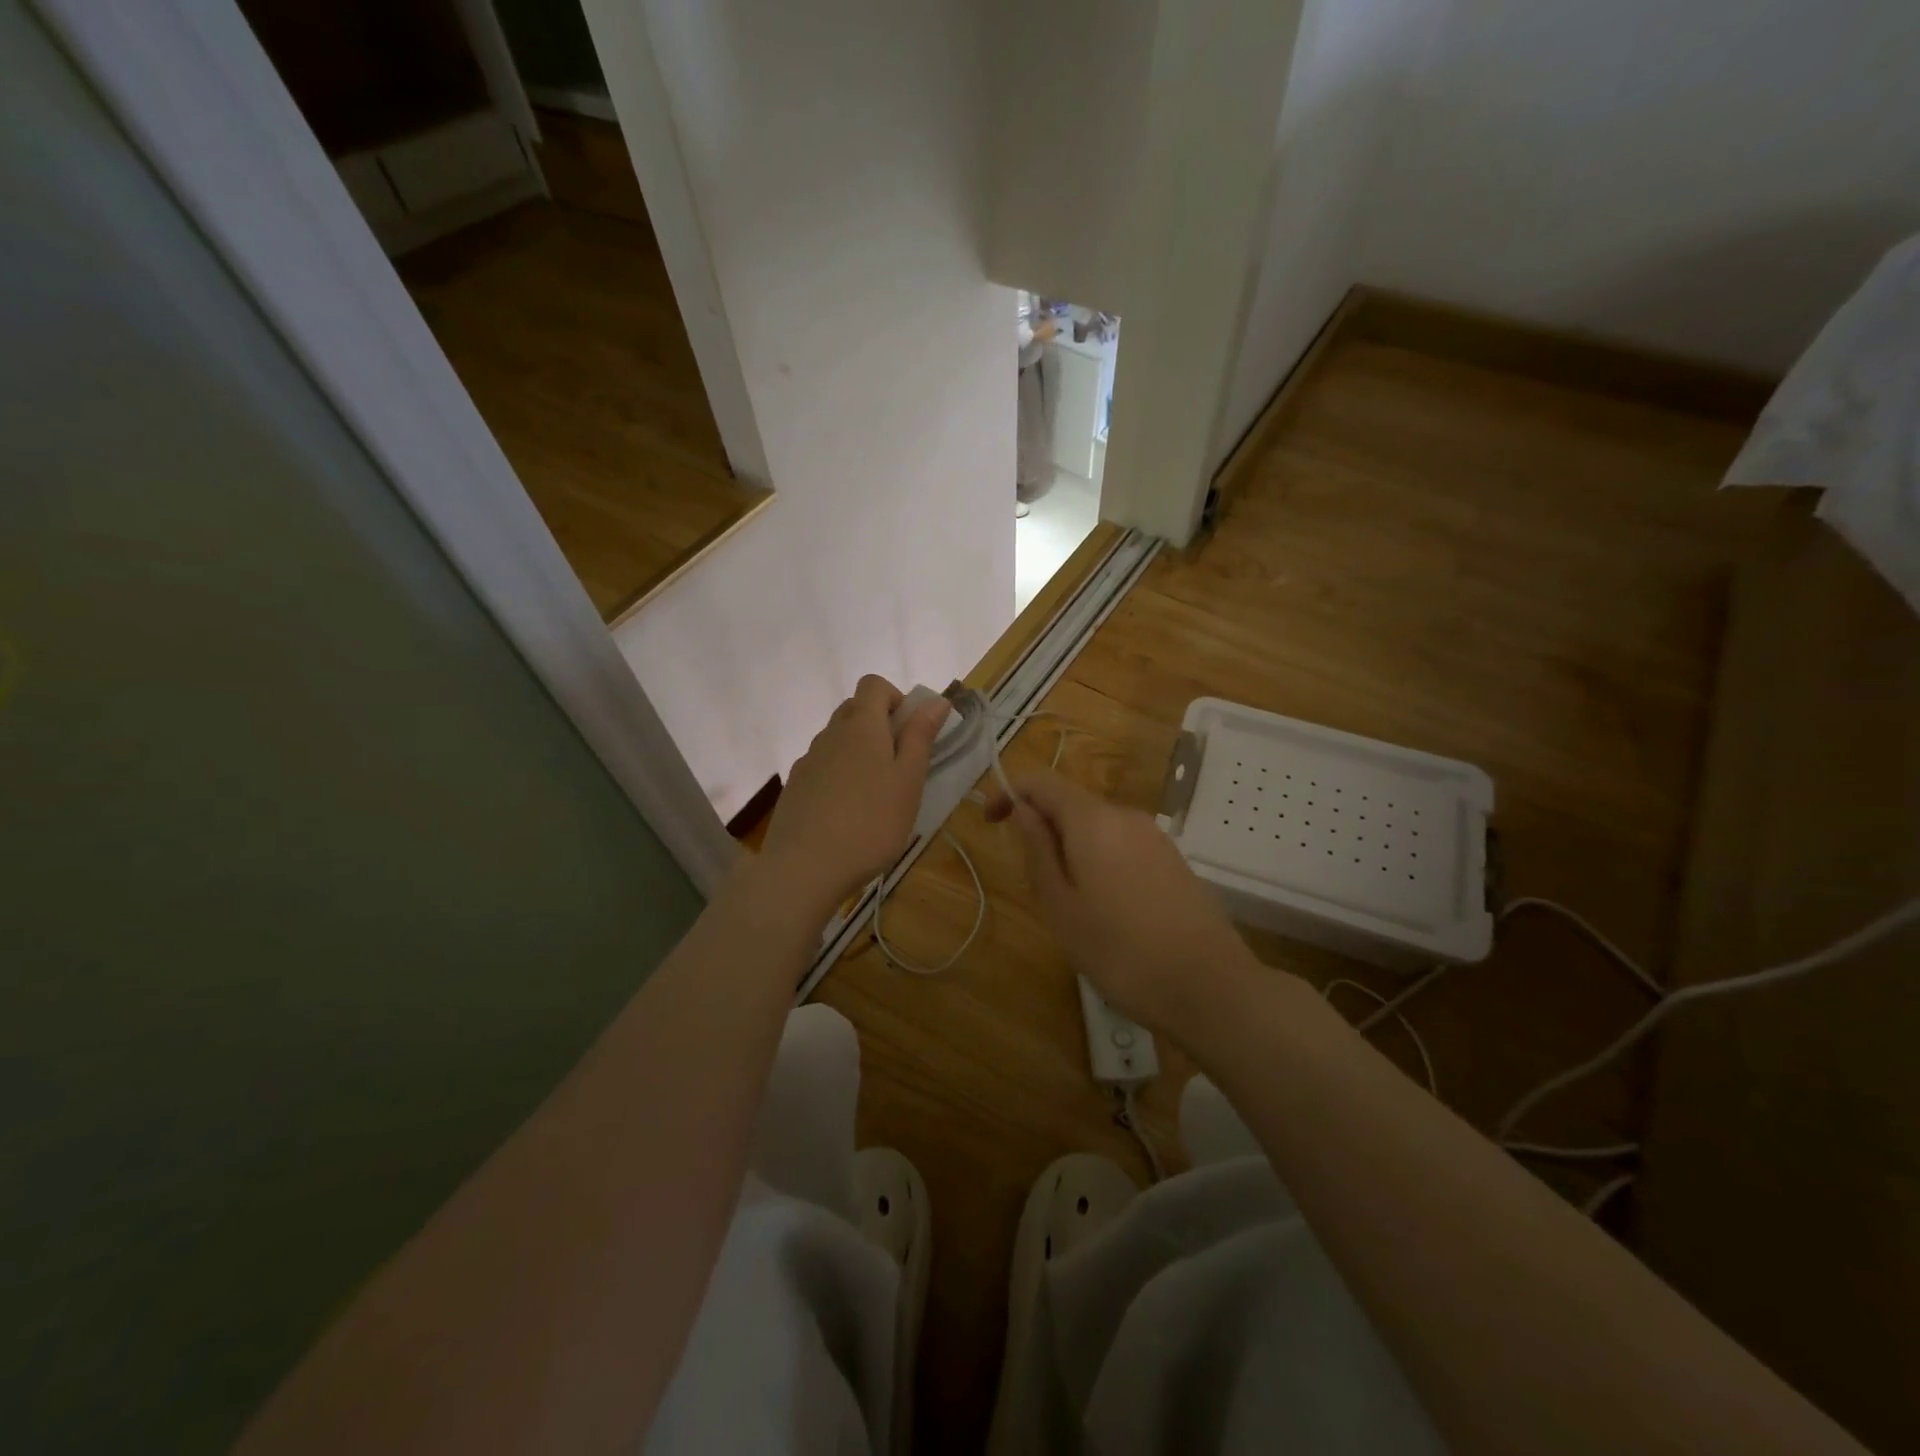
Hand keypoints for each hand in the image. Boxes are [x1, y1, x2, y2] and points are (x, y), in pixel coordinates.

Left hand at [757, 676, 948, 918]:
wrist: (804, 868)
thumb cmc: (871, 823)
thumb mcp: (908, 781)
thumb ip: (921, 737)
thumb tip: (936, 700)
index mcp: (861, 726)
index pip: (873, 684)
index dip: (895, 697)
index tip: (910, 731)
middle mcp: (829, 734)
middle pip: (854, 710)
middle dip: (879, 725)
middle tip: (900, 765)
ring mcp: (807, 761)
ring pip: (837, 740)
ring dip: (858, 753)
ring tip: (875, 796)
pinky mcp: (794, 788)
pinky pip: (821, 767)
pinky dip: (838, 777)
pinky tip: (847, 814)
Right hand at [987, 770, 1253, 1038]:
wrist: (1210, 988)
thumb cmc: (1121, 951)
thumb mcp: (1061, 907)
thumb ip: (1038, 851)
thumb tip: (1022, 810)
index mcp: (1093, 820)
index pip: (1042, 781)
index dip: (1010, 793)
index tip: (991, 824)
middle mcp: (1126, 816)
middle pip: (1071, 803)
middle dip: (1043, 831)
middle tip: (1036, 888)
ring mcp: (1156, 838)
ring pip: (1098, 828)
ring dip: (1071, 850)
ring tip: (1072, 908)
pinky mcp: (1173, 862)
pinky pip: (1123, 846)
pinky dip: (1100, 862)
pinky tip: (1109, 912)